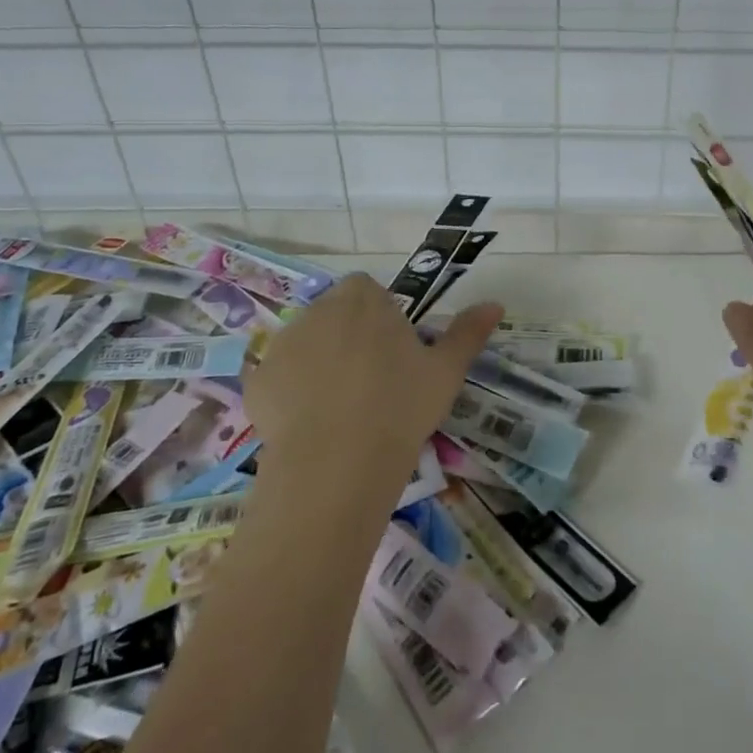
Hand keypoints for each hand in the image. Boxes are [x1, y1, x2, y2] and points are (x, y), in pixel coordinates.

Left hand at [244, 273, 502, 499]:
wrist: (337, 462)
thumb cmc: (400, 406)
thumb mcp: (446, 370)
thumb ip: (468, 332)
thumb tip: (495, 304)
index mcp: (363, 298)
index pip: (368, 290)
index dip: (381, 317)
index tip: (394, 352)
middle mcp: (318, 309)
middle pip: (335, 314)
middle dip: (350, 337)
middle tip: (373, 381)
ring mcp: (282, 344)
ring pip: (306, 345)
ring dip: (320, 362)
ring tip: (342, 408)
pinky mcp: (257, 381)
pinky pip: (279, 379)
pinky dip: (291, 394)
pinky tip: (311, 426)